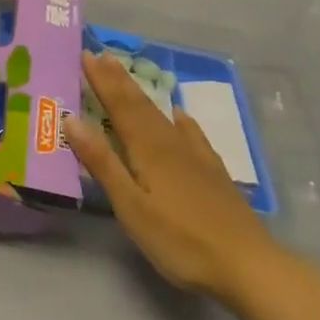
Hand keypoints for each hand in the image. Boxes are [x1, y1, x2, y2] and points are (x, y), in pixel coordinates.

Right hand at [66, 52, 277, 300]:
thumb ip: (102, 163)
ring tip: (128, 75)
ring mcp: (196, 156)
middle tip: (101, 54)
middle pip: (140, 104)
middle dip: (119, 79)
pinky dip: (180, 119)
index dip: (102, 80)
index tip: (85, 54)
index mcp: (148, 149)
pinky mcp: (213, 173)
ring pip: (162, 115)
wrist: (248, 265)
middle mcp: (171, 143)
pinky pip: (191, 133)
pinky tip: (180, 115)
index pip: (119, 105)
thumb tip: (71, 119)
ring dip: (142, 94)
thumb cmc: (181, 240)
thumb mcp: (131, 206)